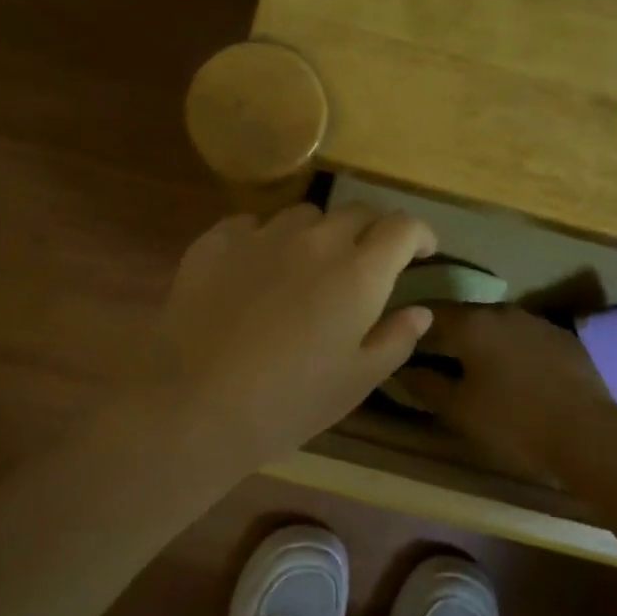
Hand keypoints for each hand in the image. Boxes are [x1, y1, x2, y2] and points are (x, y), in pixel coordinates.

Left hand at [145, 202, 436, 472]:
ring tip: (307, 266)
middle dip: (372, 230)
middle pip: (355, 212)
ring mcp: (261, 235)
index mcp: (358, 272)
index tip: (423, 250)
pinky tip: (256, 269)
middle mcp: (314, 240)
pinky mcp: (215, 241)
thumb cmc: (287, 402)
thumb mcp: (356, 382)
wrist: (193, 403)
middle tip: (367, 261)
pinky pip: (252, 225)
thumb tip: (420, 311)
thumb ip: (395, 339)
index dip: (419, 234)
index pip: (402, 227)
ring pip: (303, 215)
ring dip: (317, 233)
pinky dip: (266, 239)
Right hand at [396, 303, 615, 480]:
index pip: (428, 313)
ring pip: (496, 325)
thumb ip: (425, 384)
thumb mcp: (458, 410)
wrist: (589, 435)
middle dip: (445, 334)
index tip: (399, 344)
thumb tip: (401, 368)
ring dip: (479, 340)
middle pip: (463, 316)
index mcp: (471, 324)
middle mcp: (502, 311)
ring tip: (471, 367)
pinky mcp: (563, 338)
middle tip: (431, 358)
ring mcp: (537, 322)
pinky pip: (524, 337)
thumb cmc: (513, 423)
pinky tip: (512, 375)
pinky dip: (510, 349)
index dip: (409, 327)